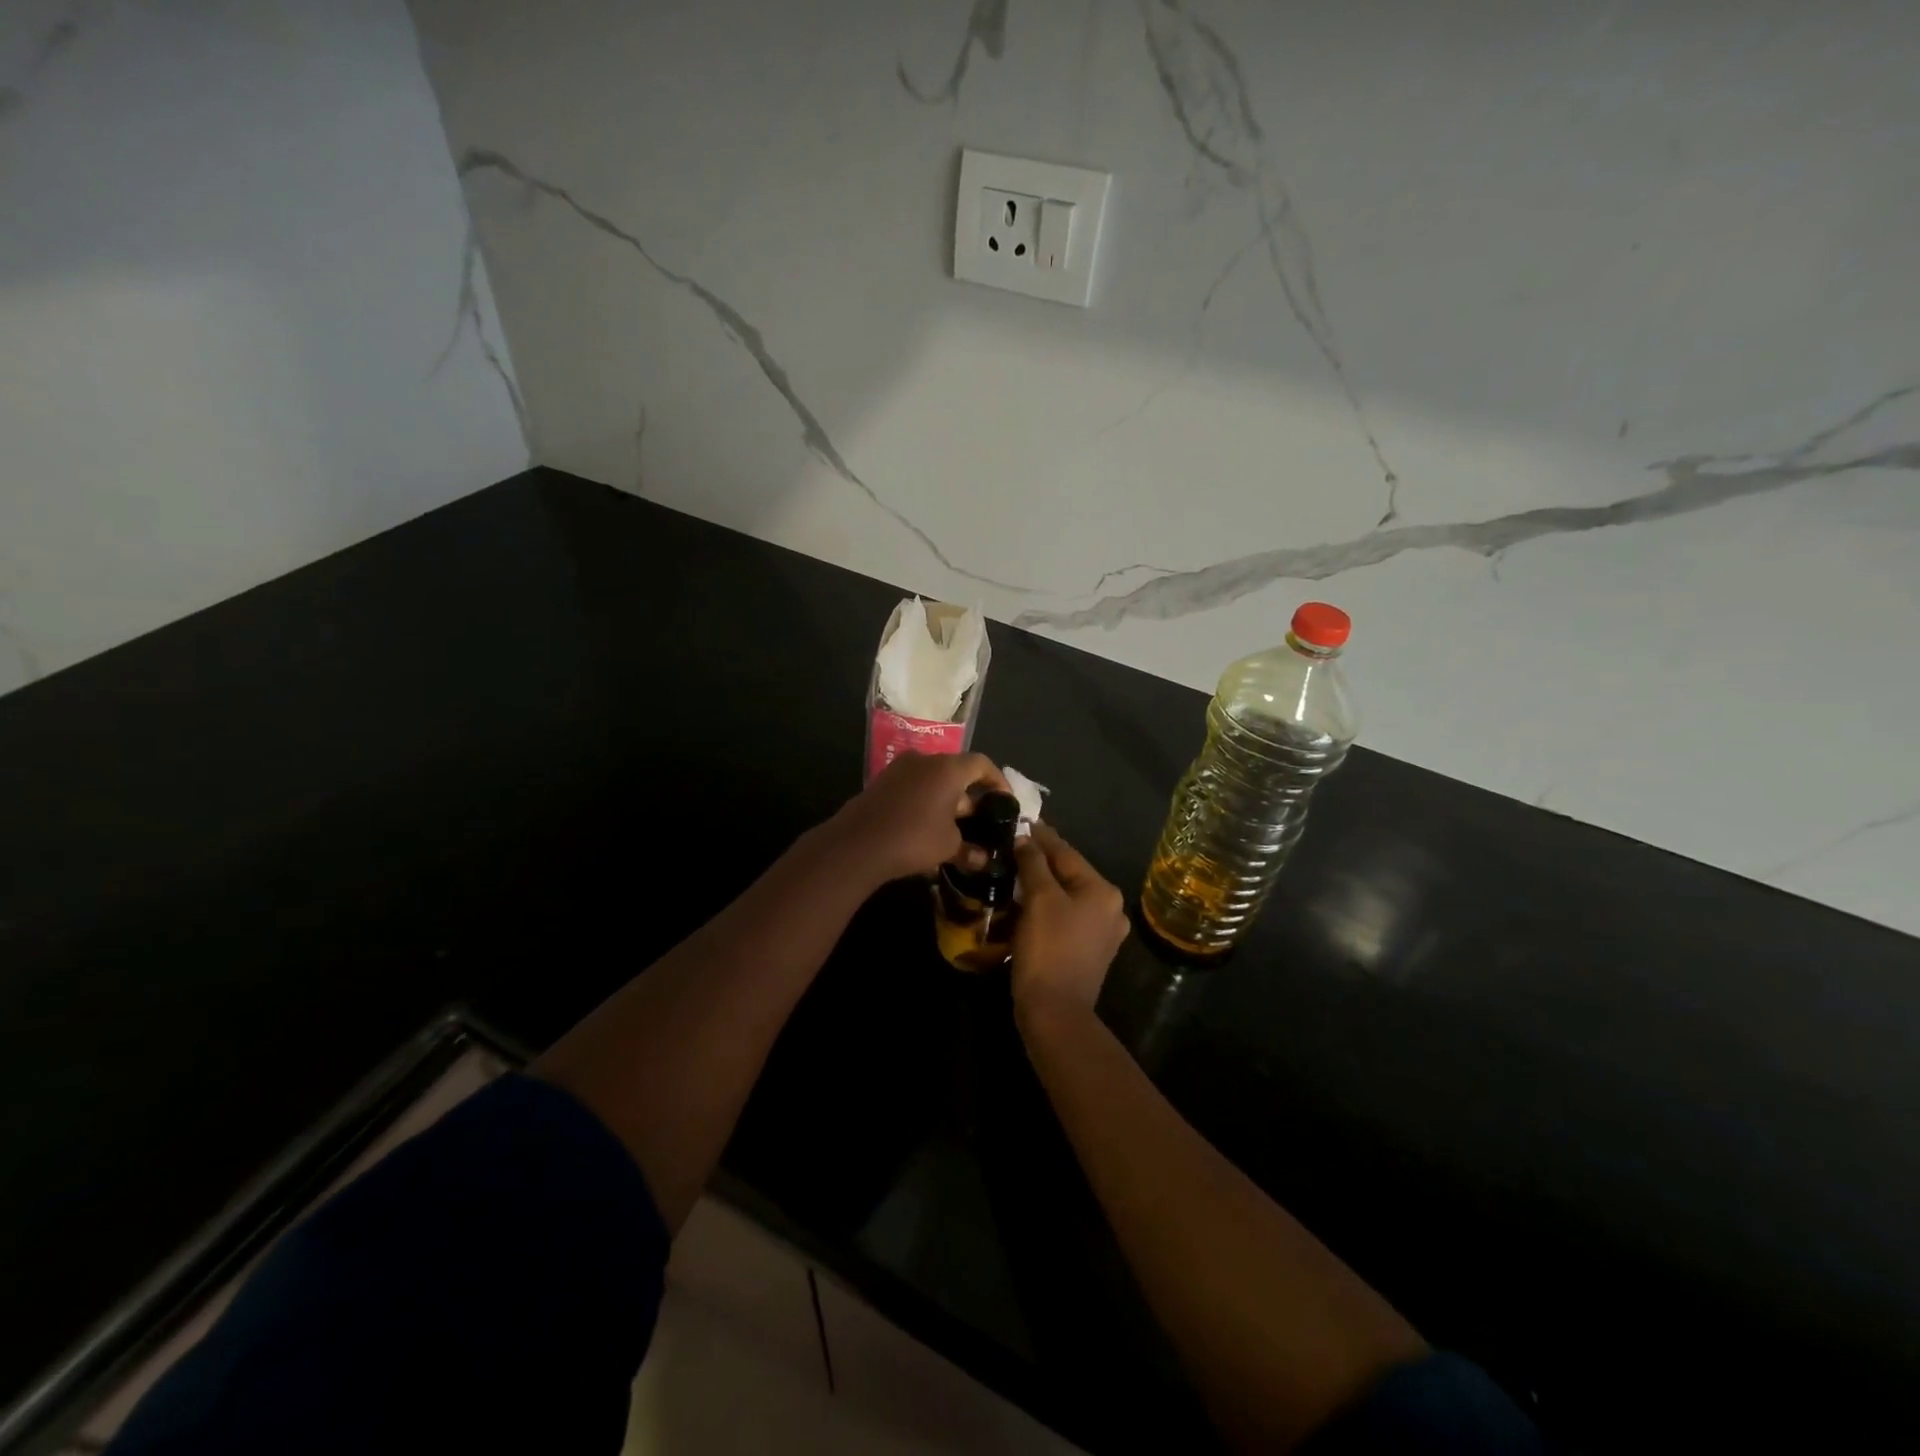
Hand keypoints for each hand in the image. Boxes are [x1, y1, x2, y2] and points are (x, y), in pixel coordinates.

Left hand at [828, 751, 1009, 885]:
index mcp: (948, 768)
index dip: (997, 780)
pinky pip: (913, 788)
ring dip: (946, 800)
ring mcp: (899, 770)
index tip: (1005, 800)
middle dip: (970, 796)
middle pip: (956, 771)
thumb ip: (969, 849)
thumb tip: (983, 859)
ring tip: (955, 827)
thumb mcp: (949, 846)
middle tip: (980, 820)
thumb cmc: (914, 838)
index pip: (982, 764)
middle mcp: (924, 760)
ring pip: (933, 780)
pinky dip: (926, 803)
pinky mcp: (881, 783)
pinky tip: (928, 828)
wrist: (857, 844)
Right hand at [1010, 823, 1129, 1025]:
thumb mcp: (1039, 899)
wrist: (1055, 1012)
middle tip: (1013, 846)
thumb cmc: (1048, 949)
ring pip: (1067, 895)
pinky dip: (1047, 906)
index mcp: (1103, 891)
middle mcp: (1110, 907)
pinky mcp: (1090, 951)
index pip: (1066, 853)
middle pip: (1069, 873)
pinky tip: (1026, 903)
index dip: (1041, 837)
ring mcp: (1103, 932)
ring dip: (1042, 884)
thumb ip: (1033, 863)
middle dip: (1041, 860)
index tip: (1021, 821)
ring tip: (1015, 871)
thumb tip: (1025, 838)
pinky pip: (1066, 916)